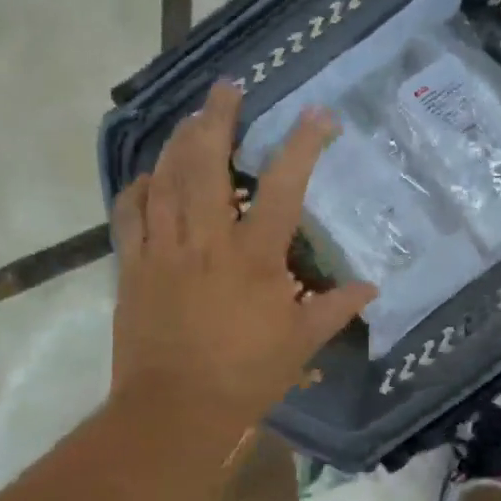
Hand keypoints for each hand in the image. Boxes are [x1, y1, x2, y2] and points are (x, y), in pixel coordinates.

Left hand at [108, 80, 375, 429]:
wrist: (173, 411)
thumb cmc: (244, 377)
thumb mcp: (301, 343)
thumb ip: (335, 309)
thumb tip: (371, 288)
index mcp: (253, 257)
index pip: (282, 188)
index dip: (302, 145)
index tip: (317, 114)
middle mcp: (206, 241)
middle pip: (206, 164)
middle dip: (217, 119)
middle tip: (226, 89)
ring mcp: (163, 250)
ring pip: (165, 179)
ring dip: (178, 142)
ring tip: (191, 118)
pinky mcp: (133, 266)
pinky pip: (129, 215)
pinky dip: (138, 188)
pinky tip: (148, 175)